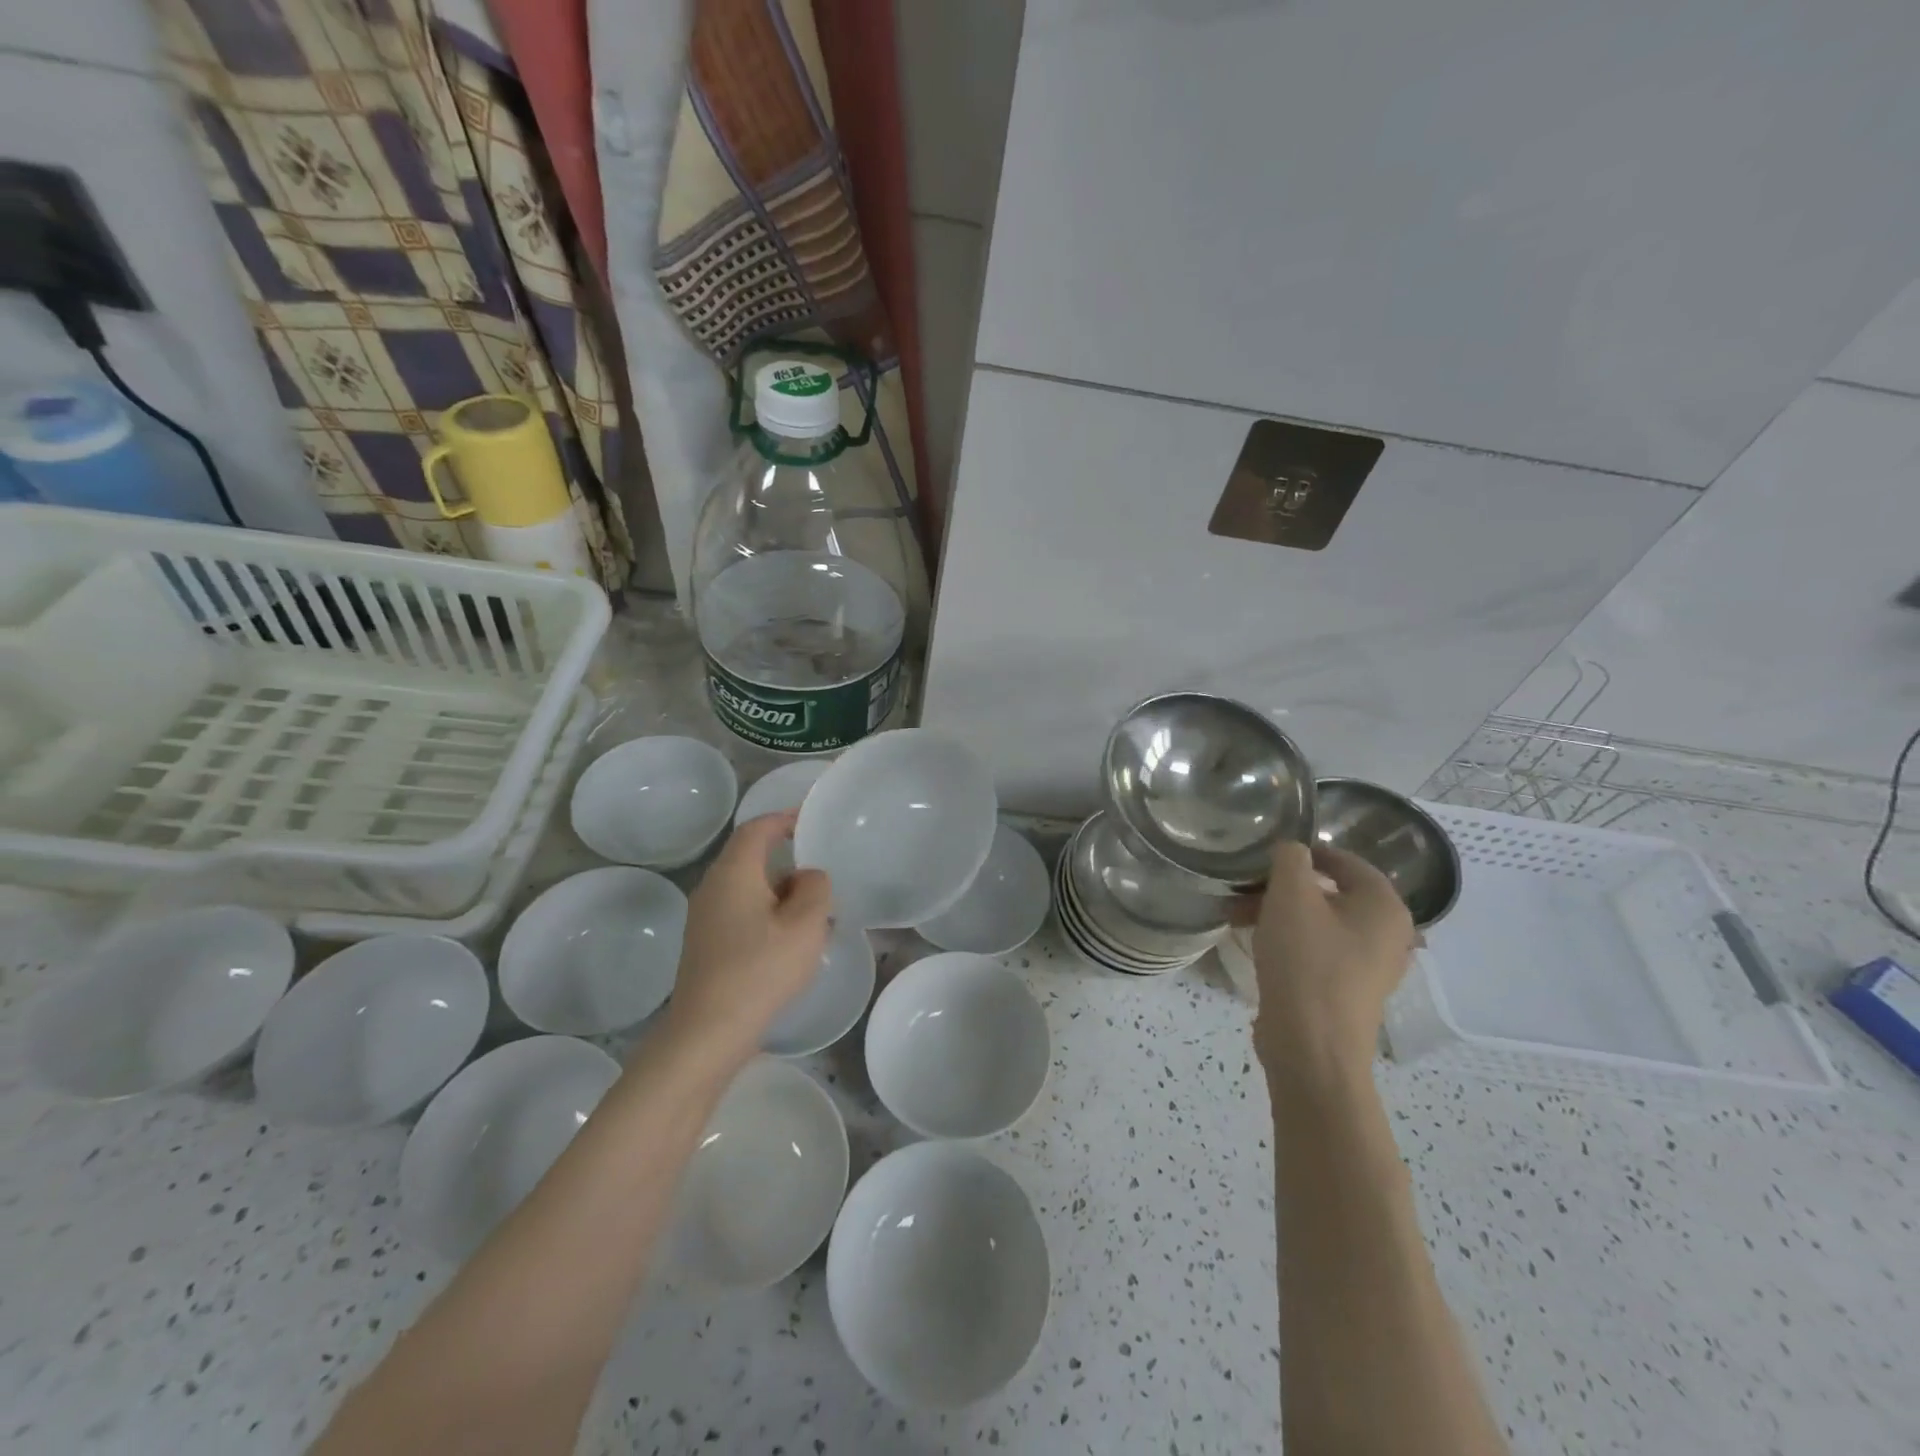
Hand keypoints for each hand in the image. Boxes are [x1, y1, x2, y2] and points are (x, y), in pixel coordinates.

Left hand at [664, 811, 831, 1059]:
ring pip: (747, 888)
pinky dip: (767, 913)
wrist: (707, 1033)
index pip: (757, 828)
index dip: (784, 818)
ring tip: (814, 913)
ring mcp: (704, 917)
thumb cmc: (760, 970)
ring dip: (780, 892)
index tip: (810, 820)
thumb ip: (815, 888)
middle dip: (787, 860)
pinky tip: (789, 941)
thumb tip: (807, 876)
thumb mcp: (806, 924)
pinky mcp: (705, 944)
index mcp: (734, 872)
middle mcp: (713, 887)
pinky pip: (740, 912)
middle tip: (822, 874)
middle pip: (751, 857)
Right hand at [1244, 841, 1415, 1084]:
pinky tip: (1255, 943)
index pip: (1345, 860)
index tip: (1265, 855)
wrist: (1311, 1047)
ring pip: (1319, 922)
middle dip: (1282, 887)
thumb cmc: (1306, 962)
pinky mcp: (1347, 990)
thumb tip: (1293, 850)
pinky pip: (1317, 950)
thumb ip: (1291, 859)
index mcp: (1384, 906)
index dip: (1304, 852)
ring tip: (1238, 916)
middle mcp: (1388, 933)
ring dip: (1278, 913)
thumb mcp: (1290, 897)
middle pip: (1330, 892)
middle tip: (1245, 888)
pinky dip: (1288, 940)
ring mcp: (1370, 966)